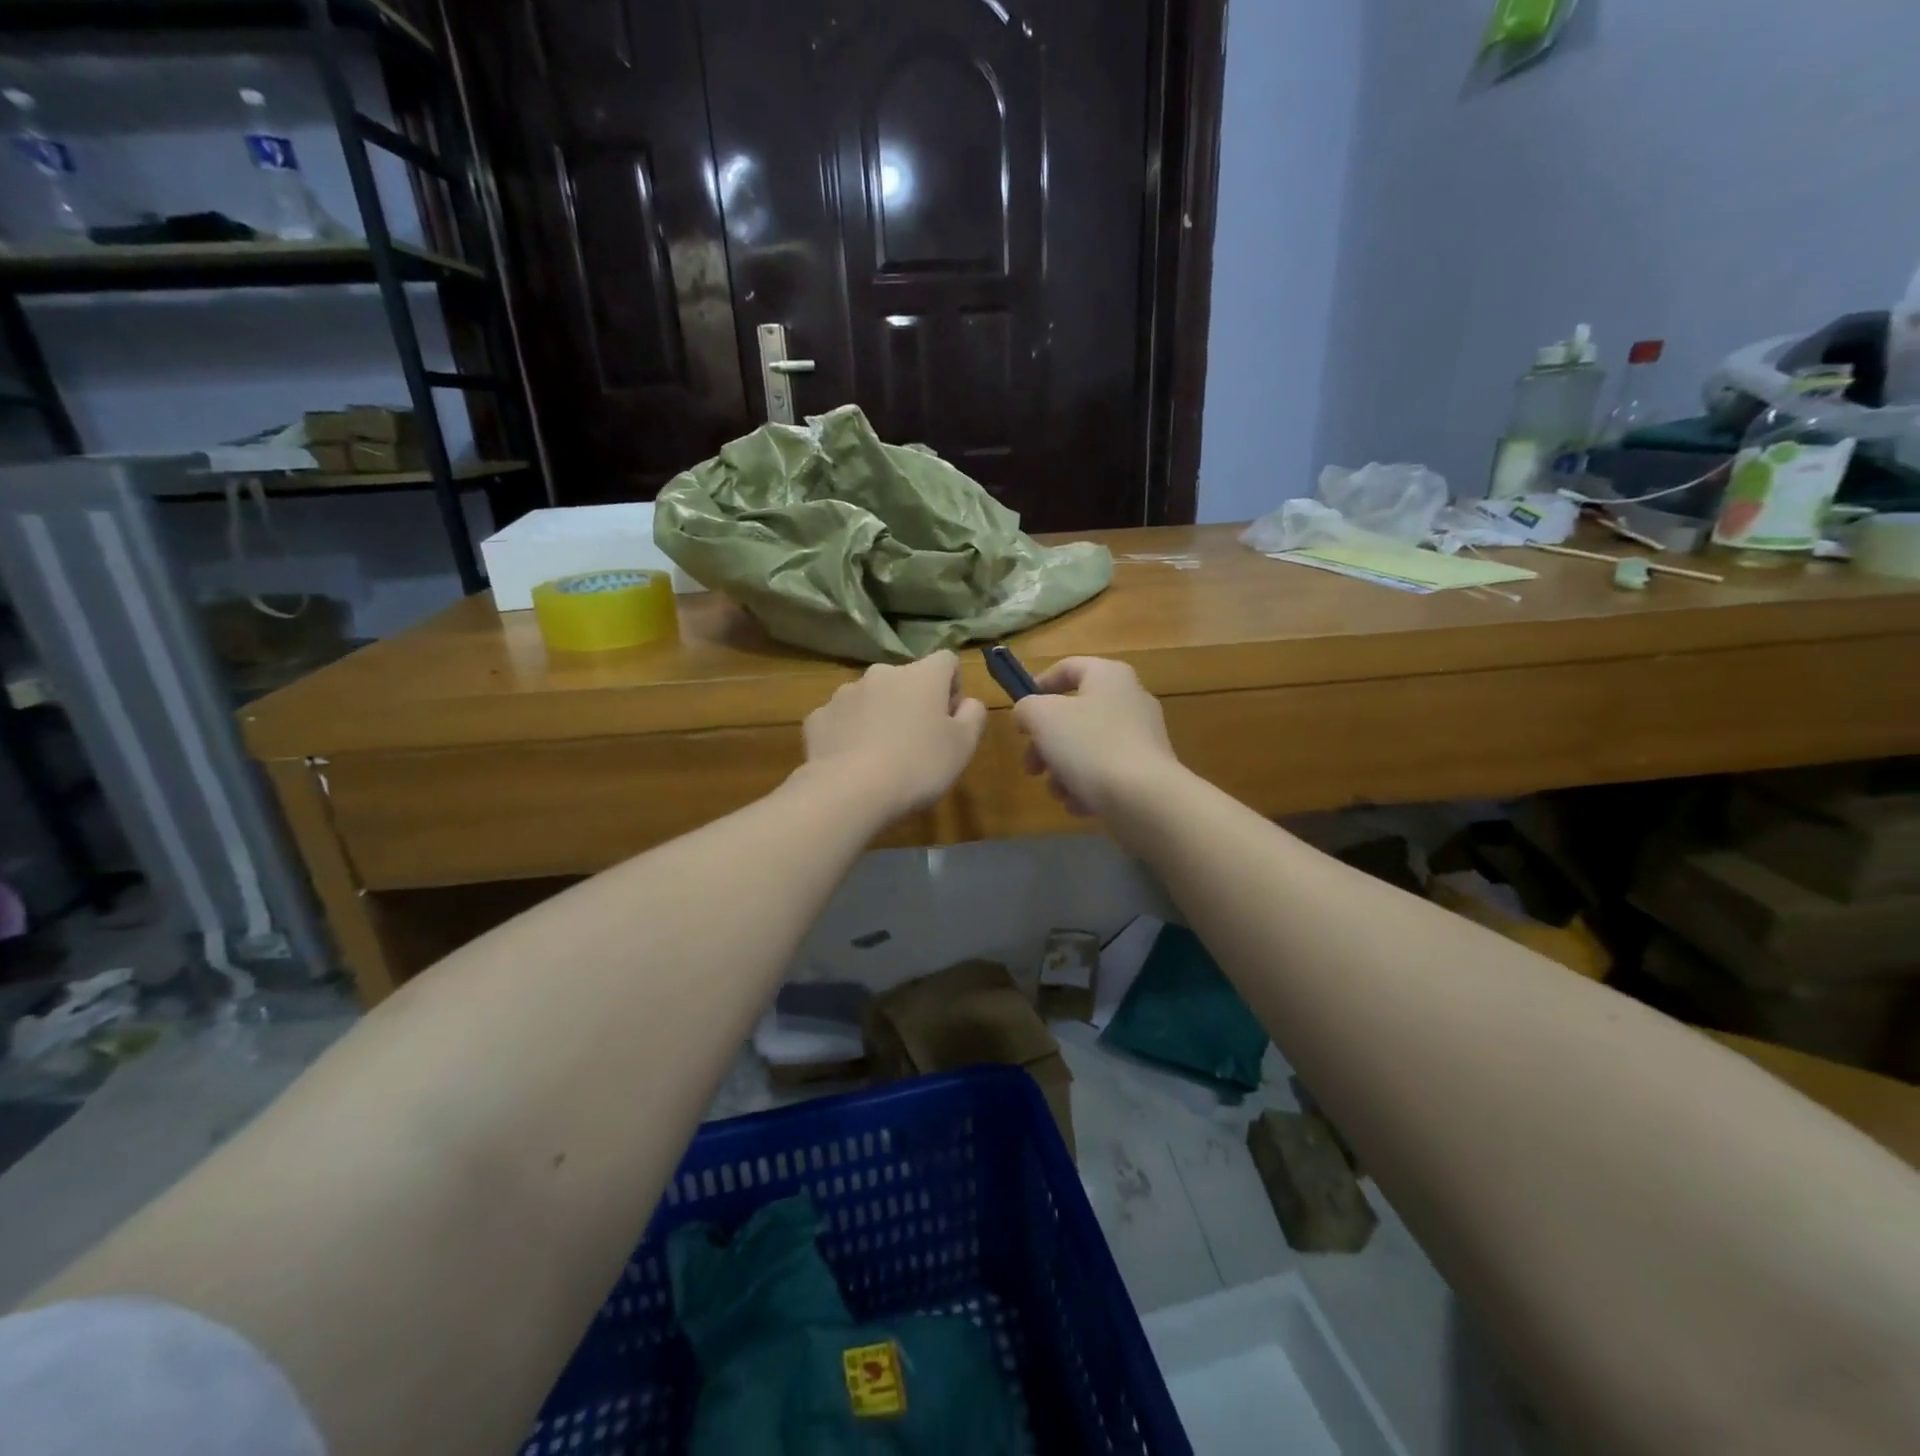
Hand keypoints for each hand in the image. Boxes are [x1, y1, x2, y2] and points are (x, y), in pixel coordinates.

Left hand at [801, 650, 986, 818]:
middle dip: (913, 704)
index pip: (946, 661)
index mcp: (921, 675)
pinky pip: (842, 720)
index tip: (949, 720)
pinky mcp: (817, 718)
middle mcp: (881, 674)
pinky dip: (850, 735)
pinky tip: (853, 764)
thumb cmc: (917, 766)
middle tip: (917, 744)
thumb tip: (967, 702)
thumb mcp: (963, 746)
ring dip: (880, 717)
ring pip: (872, 699)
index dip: (952, 687)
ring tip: (882, 758)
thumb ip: (973, 715)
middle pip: (906, 681)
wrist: (848, 791)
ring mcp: (844, 694)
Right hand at [1013, 657, 1177, 816]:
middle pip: (1074, 715)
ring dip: (1062, 769)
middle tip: (1031, 766)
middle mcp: (1130, 699)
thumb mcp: (1041, 717)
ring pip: (1088, 748)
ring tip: (1056, 792)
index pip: (1068, 668)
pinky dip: (1088, 786)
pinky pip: (1107, 772)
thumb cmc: (1089, 745)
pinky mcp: (1147, 770)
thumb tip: (1027, 713)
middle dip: (1045, 743)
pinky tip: (1078, 805)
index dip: (1038, 686)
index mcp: (1109, 676)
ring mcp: (1142, 737)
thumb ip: (1026, 708)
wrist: (1144, 798)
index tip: (1020, 714)